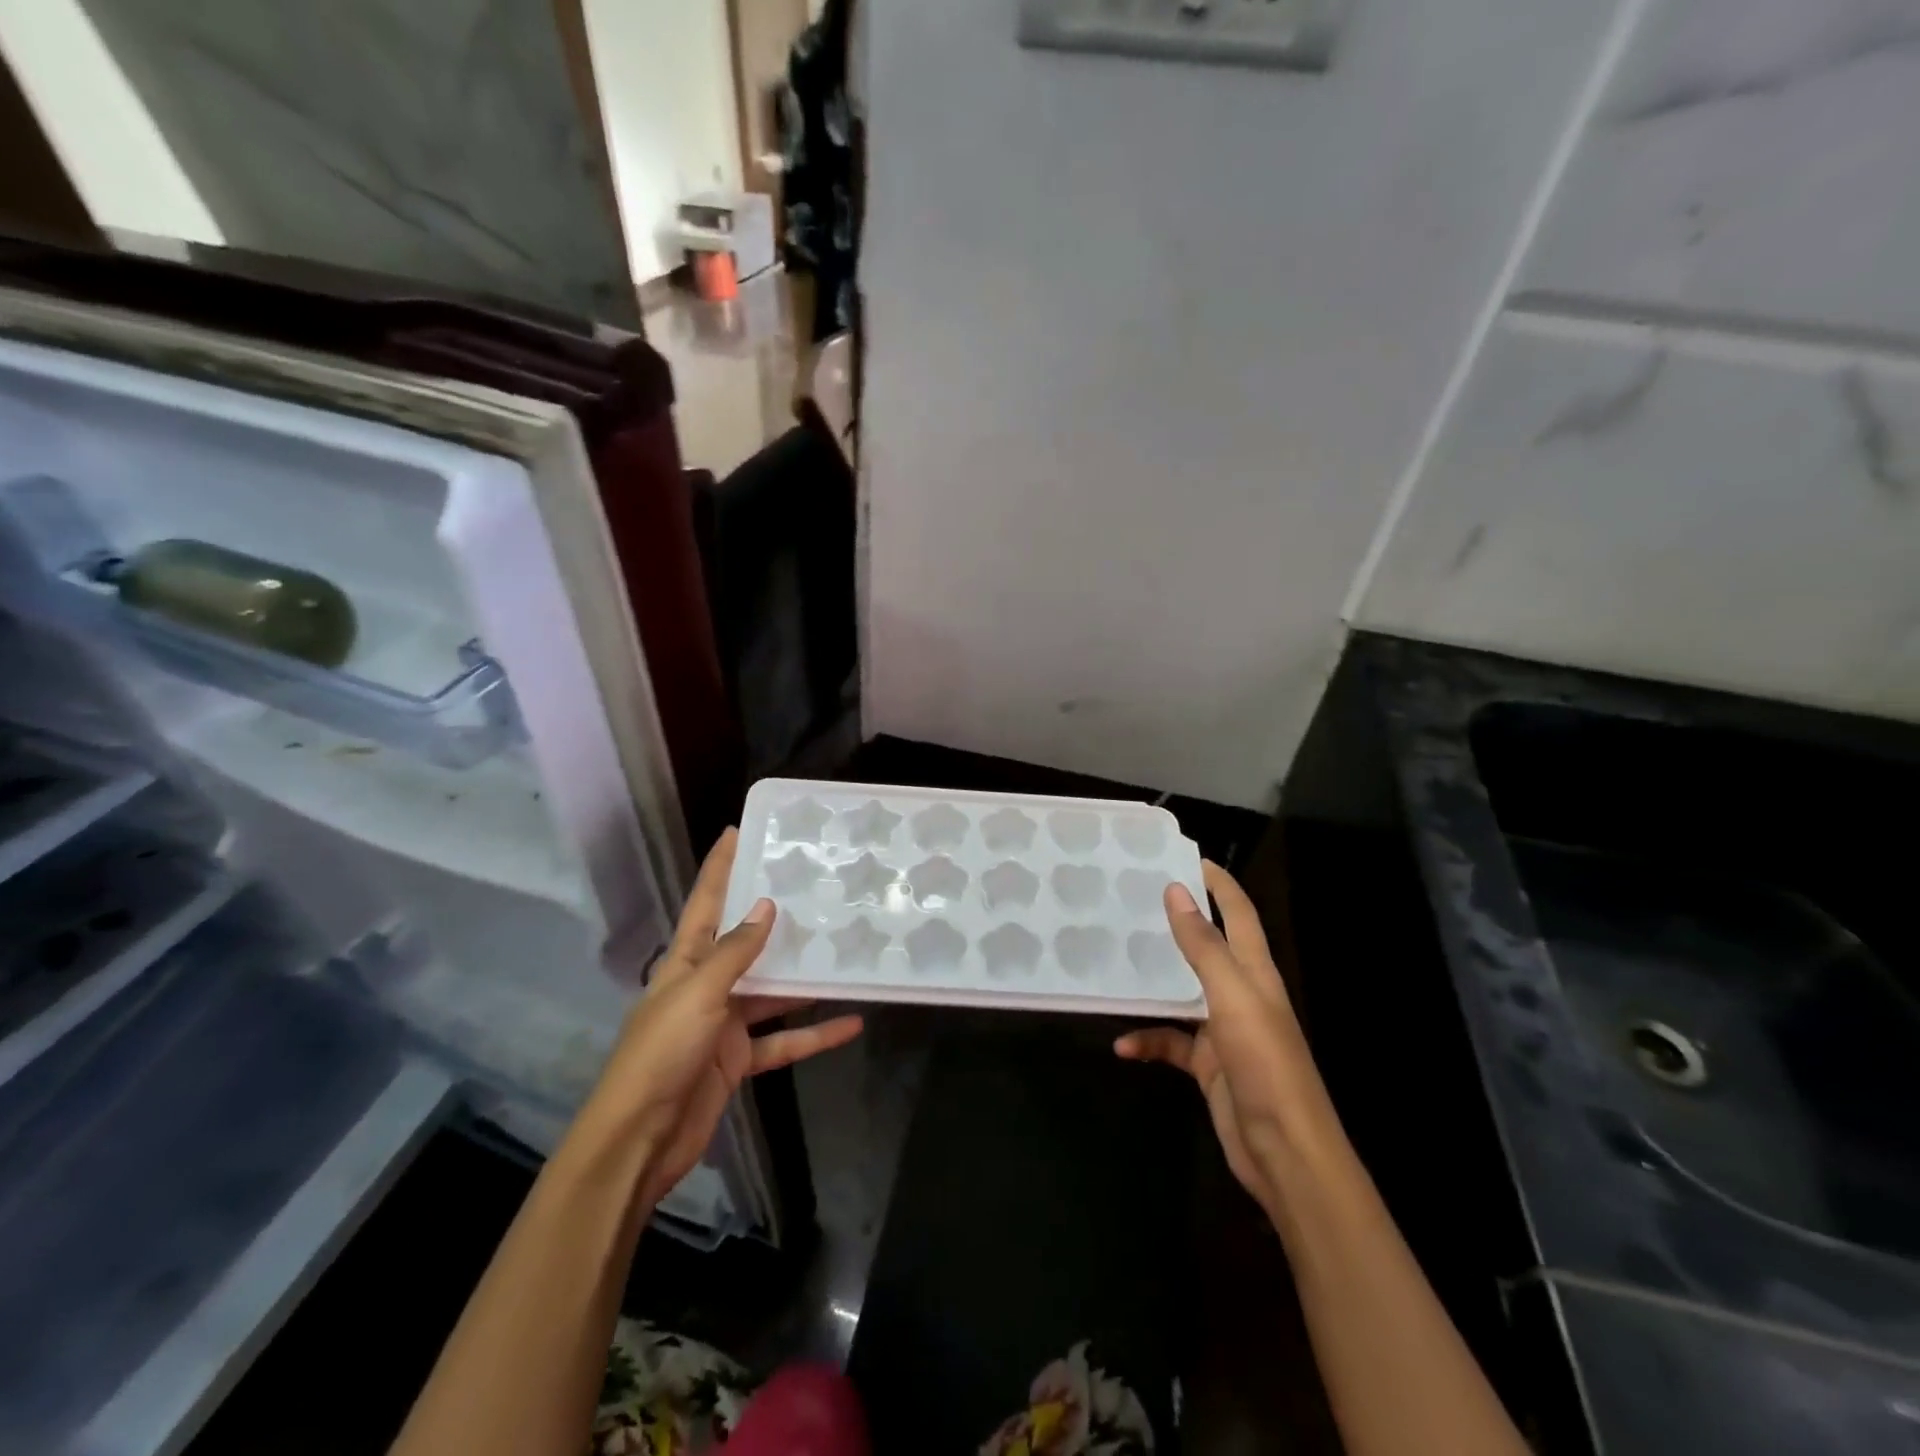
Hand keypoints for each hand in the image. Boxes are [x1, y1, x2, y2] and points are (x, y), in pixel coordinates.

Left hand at [575, 828, 863, 1211]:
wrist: (640, 1140)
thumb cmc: (662, 1054)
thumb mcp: (699, 994)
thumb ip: (735, 952)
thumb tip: (766, 905)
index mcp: (685, 961)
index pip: (705, 902)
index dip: (719, 866)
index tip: (738, 831)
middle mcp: (705, 984)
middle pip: (745, 943)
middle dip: (775, 918)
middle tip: (816, 889)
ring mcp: (723, 1023)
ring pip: (772, 992)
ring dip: (805, 980)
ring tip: (845, 953)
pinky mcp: (737, 1059)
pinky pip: (782, 1040)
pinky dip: (813, 1034)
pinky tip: (850, 1023)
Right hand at [1114, 861, 1345, 1220]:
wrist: (1286, 1154)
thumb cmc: (1266, 1065)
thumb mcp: (1232, 997)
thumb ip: (1203, 945)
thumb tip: (1176, 891)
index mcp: (1255, 972)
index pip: (1238, 912)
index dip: (1218, 882)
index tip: (1184, 855)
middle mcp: (1240, 993)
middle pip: (1208, 946)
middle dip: (1177, 921)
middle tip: (1134, 898)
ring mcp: (1223, 1030)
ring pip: (1181, 992)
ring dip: (1153, 981)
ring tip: (1114, 960)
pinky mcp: (1208, 1064)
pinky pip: (1170, 1042)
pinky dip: (1147, 1041)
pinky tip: (1122, 1046)